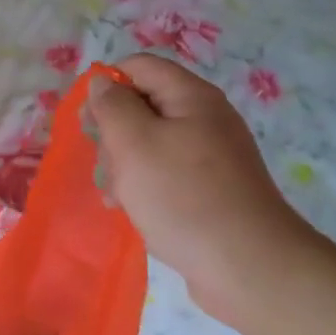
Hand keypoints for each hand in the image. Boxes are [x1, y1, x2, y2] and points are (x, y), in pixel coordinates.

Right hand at [87, 55, 317, 334]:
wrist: (248, 267)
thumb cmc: (183, 197)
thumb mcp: (134, 144)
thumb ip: (112, 106)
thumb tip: (102, 81)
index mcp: (192, 97)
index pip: (140, 67)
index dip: (108, 85)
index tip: (88, 122)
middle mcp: (206, 119)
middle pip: (145, 106)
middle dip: (115, 133)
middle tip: (105, 165)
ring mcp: (212, 157)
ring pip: (152, 144)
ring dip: (125, 165)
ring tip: (116, 197)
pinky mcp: (212, 190)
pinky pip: (168, 175)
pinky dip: (146, 187)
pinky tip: (133, 211)